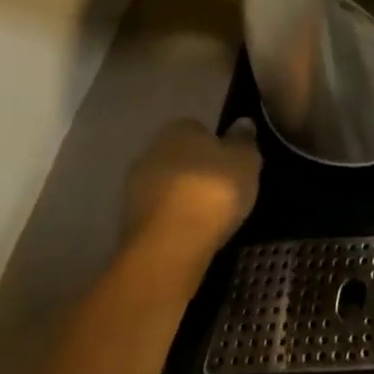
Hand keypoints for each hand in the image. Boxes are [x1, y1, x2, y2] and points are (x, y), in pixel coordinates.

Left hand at [125, 119, 261, 268]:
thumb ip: (243, 141)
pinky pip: (160, 217)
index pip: (199, 129)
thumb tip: (241, 124)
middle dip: (197, 172)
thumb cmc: (212, 191)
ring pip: (167, 189)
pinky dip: (173, 223)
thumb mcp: (245, 160)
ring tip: (210, 218)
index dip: (217, 146)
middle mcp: (150, 152)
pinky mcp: (127, 228)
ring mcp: (134, 191)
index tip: (232, 164)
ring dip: (183, 200)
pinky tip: (192, 236)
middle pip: (180, 158)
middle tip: (223, 190)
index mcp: (177, 129)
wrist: (167, 249)